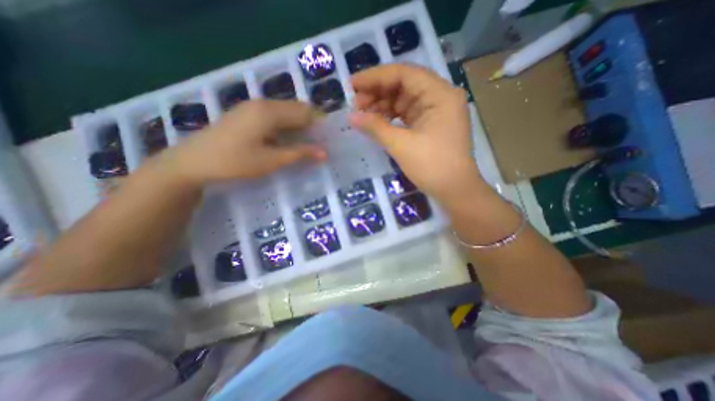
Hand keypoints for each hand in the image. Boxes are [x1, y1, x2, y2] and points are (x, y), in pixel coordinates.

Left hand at [166, 100, 325, 184]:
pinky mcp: (246, 115)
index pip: (305, 111)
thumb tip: (324, 152)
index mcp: (270, 112)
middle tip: (319, 145)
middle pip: (296, 109)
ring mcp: (252, 107)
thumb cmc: (235, 162)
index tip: (329, 139)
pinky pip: (274, 116)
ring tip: (306, 145)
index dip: (320, 124)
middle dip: (311, 125)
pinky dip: (286, 127)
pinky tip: (287, 141)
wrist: (192, 162)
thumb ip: (300, 154)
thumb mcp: (271, 160)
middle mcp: (262, 104)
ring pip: (285, 112)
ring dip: (298, 126)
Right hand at [351, 63, 489, 206]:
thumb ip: (375, 127)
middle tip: (355, 103)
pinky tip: (377, 121)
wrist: (455, 191)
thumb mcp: (401, 145)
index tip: (352, 84)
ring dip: (383, 105)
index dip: (375, 76)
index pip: (404, 74)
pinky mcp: (431, 125)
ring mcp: (436, 112)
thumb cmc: (432, 167)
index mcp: (440, 94)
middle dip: (378, 92)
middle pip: (404, 85)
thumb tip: (351, 116)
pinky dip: (391, 116)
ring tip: (362, 113)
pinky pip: (408, 114)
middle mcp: (440, 97)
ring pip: (405, 100)